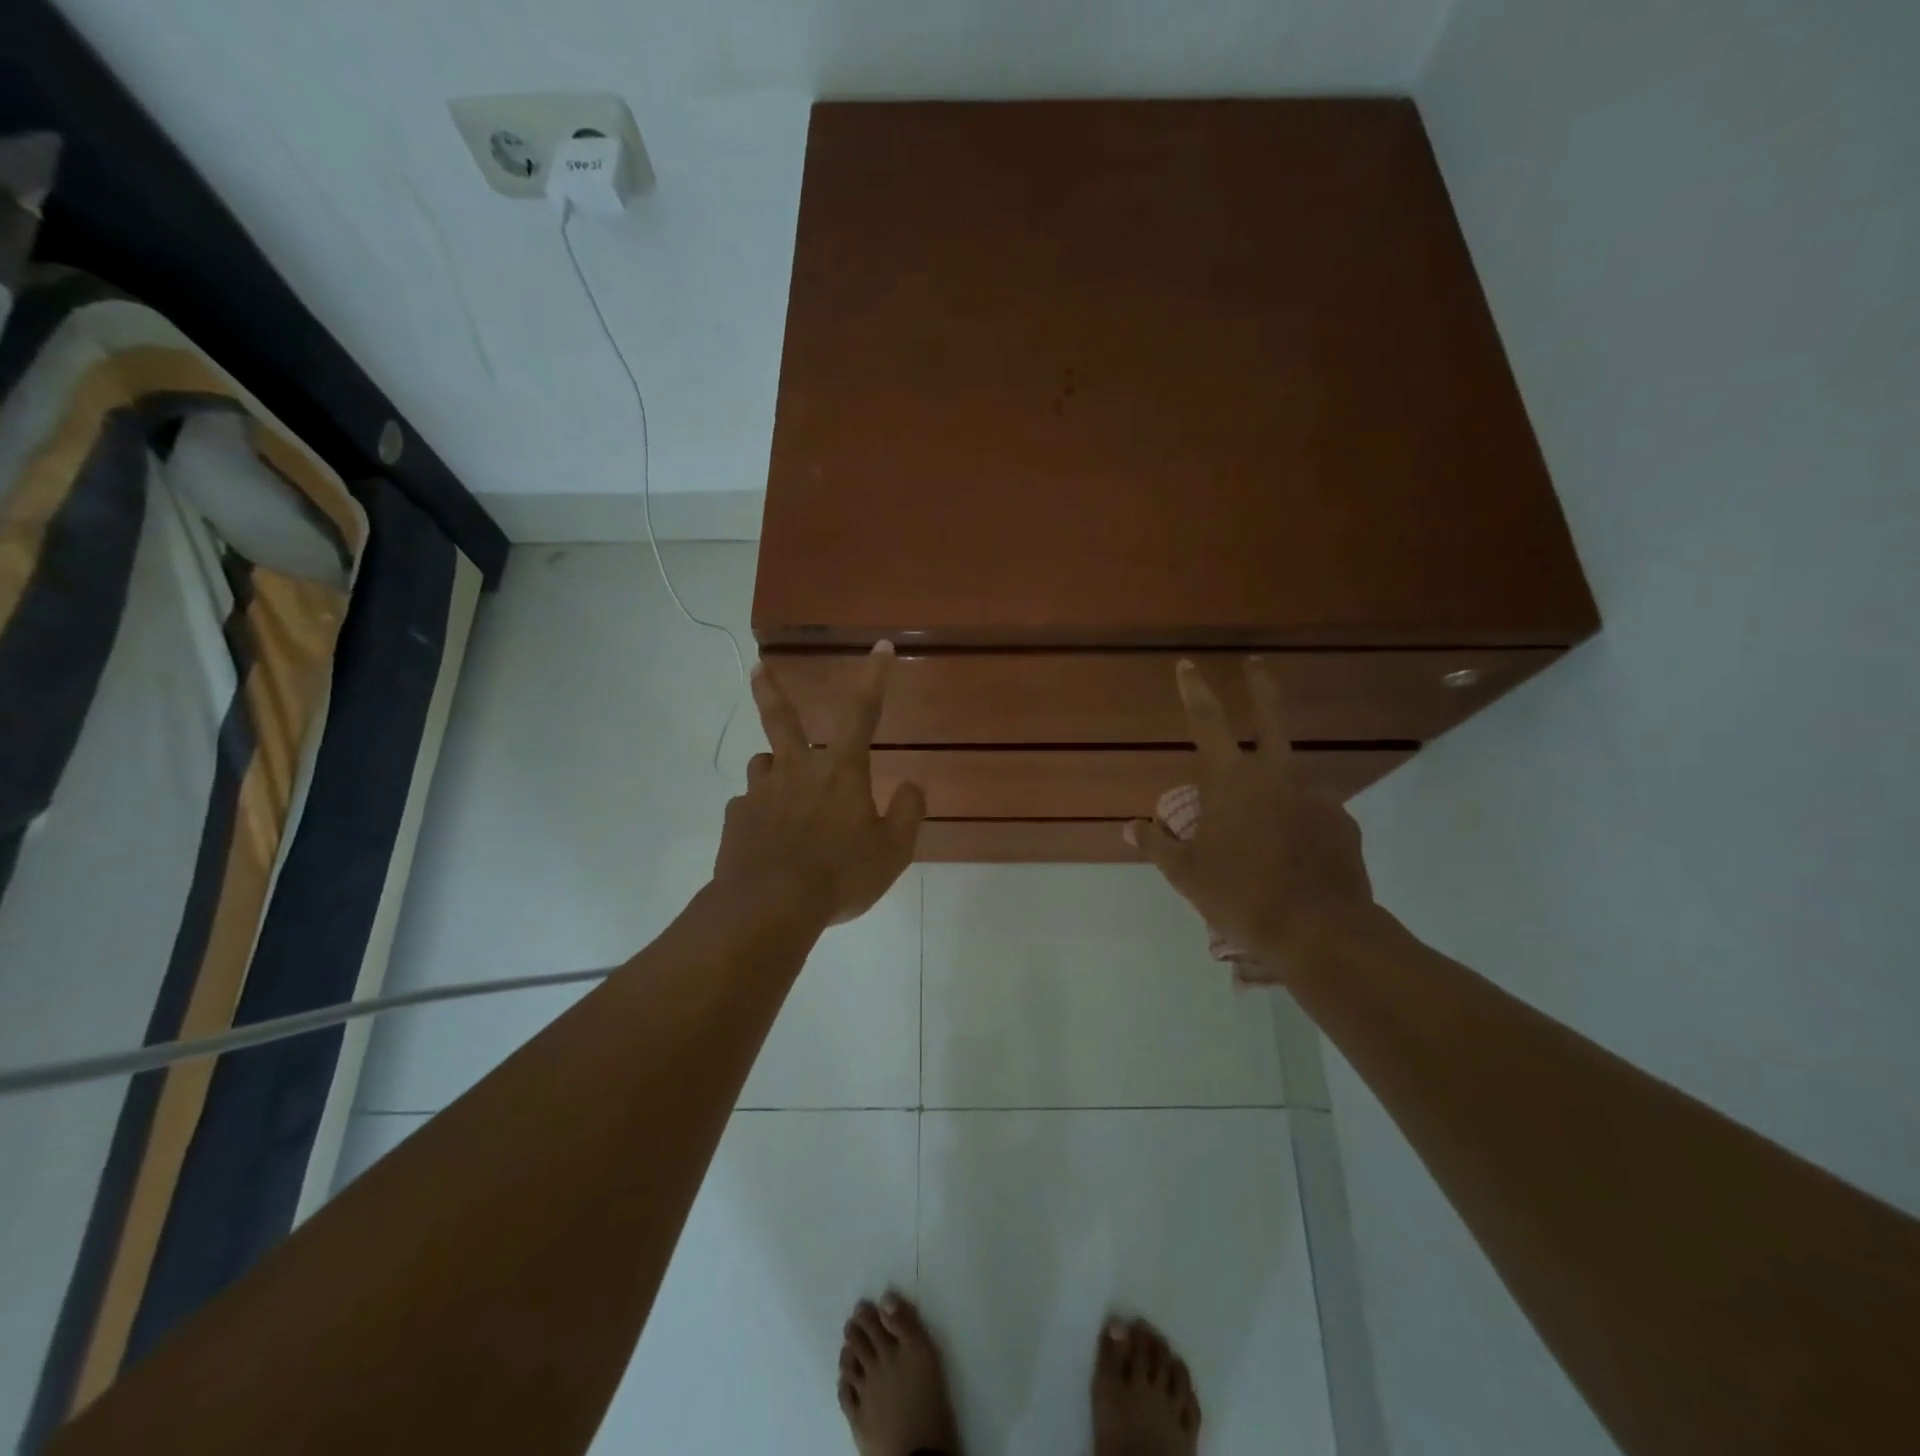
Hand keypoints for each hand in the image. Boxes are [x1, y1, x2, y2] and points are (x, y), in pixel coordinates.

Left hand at [714, 641, 925, 929]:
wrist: (769, 908)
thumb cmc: (839, 875)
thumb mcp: (892, 851)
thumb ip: (908, 813)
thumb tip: (913, 785)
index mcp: (839, 770)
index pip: (862, 712)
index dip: (873, 676)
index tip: (880, 647)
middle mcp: (796, 769)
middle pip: (781, 719)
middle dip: (770, 689)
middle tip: (756, 666)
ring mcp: (760, 793)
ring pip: (764, 765)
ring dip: (775, 767)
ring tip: (783, 788)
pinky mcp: (736, 820)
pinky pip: (749, 806)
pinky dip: (760, 812)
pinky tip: (767, 837)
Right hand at [1129, 659, 1378, 983]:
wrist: (1319, 933)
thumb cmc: (1240, 896)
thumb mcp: (1185, 875)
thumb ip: (1157, 845)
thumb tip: (1130, 827)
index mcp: (1232, 782)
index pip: (1207, 722)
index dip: (1194, 690)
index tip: (1188, 665)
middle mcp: (1277, 777)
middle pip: (1270, 719)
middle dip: (1260, 687)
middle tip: (1256, 664)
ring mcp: (1316, 797)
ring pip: (1289, 780)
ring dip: (1275, 790)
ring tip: (1263, 837)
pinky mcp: (1343, 823)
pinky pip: (1312, 814)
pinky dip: (1298, 825)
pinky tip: (1292, 858)